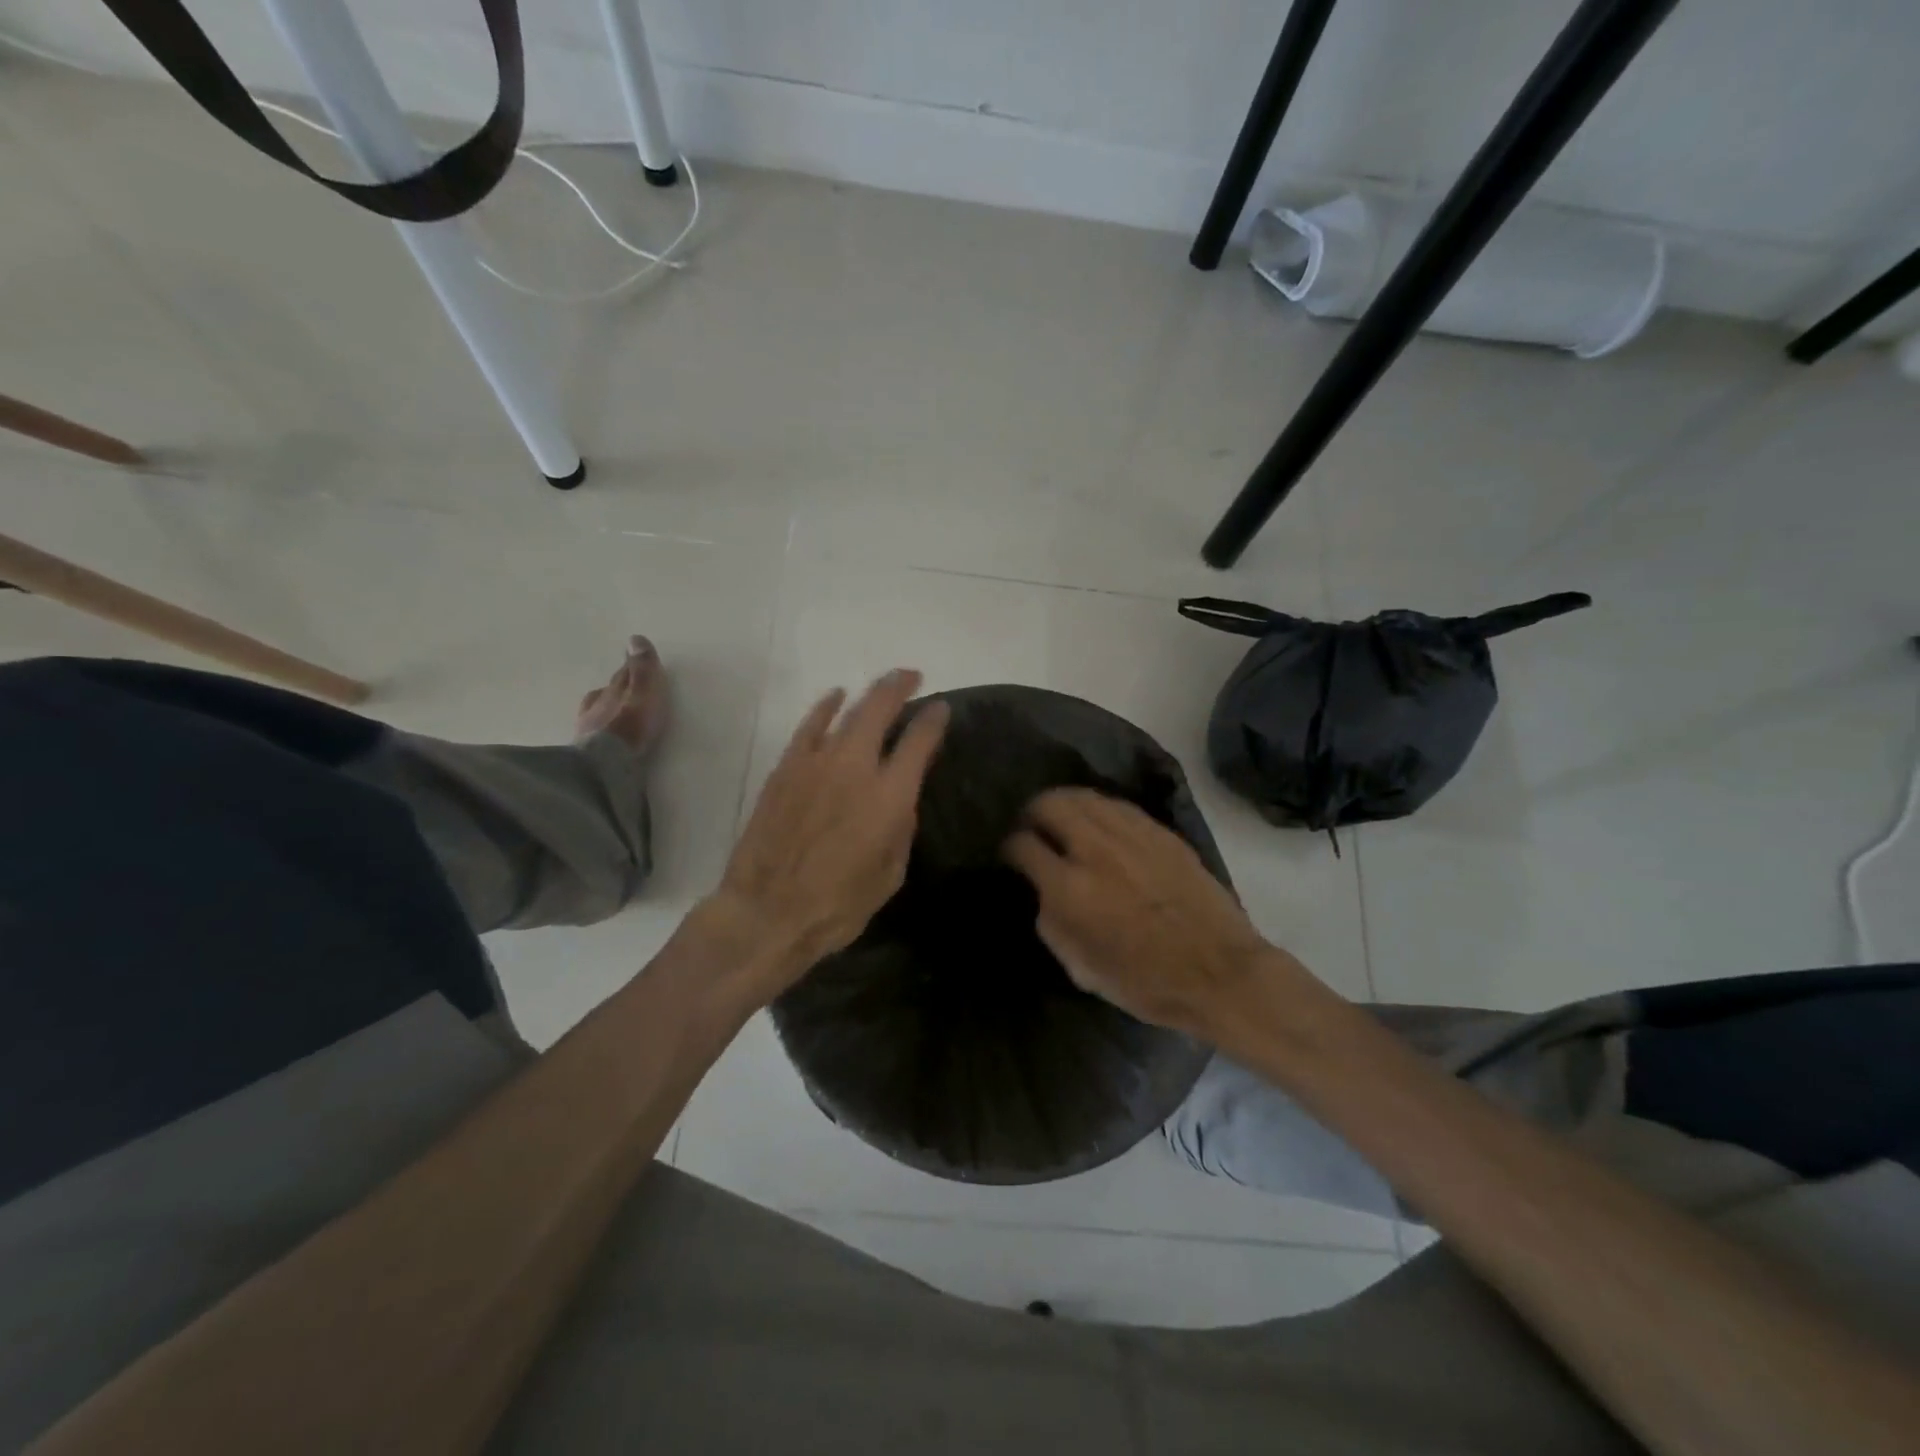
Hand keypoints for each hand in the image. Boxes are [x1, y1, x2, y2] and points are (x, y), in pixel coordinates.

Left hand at [711, 670, 948, 999]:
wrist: (766, 913)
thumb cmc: (837, 905)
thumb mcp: (890, 875)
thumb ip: (900, 828)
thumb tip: (900, 799)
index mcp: (889, 796)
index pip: (919, 741)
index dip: (934, 719)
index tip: (942, 709)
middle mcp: (855, 768)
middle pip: (880, 709)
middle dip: (900, 686)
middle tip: (912, 677)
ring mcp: (816, 763)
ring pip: (847, 711)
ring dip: (869, 693)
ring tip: (882, 684)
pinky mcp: (786, 768)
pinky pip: (809, 726)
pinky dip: (825, 708)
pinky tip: (835, 699)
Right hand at [1002, 788, 1281, 1039]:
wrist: (1219, 973)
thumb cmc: (1145, 982)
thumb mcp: (1080, 968)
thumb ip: (1051, 922)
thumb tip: (1043, 891)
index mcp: (1070, 888)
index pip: (1022, 845)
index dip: (1009, 848)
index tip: (1013, 856)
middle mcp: (1095, 850)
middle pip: (1049, 804)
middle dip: (1032, 813)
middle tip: (1033, 828)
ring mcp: (1131, 835)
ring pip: (1083, 796)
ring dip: (1064, 804)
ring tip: (1063, 820)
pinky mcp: (1160, 832)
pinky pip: (1117, 805)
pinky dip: (1098, 809)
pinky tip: (1100, 825)